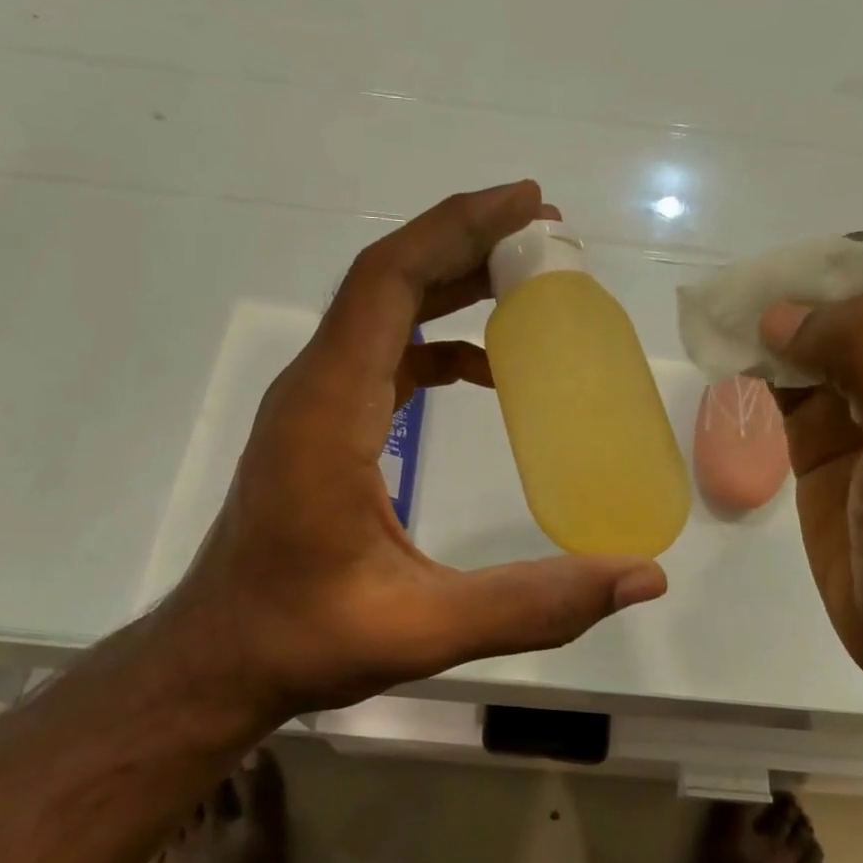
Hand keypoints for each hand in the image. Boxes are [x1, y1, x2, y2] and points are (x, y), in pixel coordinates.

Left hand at [160, 181, 667, 730]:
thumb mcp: (423, 628)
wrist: (219, 655)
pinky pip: (385, 353)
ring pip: (386, 310)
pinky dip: (438, 340)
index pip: (390, 282)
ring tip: (530, 281)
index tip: (529, 207)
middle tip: (550, 236)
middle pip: (390, 279)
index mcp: (329, 409)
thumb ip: (533, 604)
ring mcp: (316, 402)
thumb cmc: (303, 637)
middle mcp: (316, 386)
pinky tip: (488, 368)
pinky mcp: (323, 423)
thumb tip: (643, 579)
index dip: (458, 229)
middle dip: (468, 242)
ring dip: (453, 283)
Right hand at [760, 251, 862, 687]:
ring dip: (767, 326)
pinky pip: (784, 382)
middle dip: (795, 293)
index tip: (782, 279)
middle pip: (848, 300)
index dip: (843, 266)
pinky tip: (725, 359)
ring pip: (810, 339)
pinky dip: (754, 365)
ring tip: (720, 321)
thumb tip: (783, 314)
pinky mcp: (822, 438)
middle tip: (736, 300)